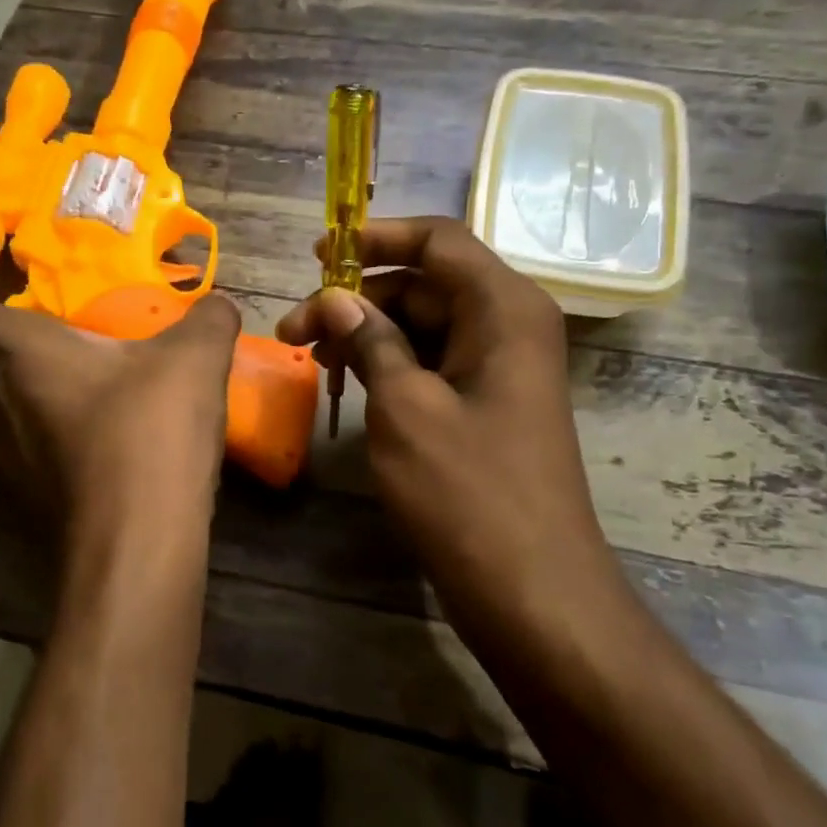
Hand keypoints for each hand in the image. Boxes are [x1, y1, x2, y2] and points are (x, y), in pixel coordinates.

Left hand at [0, 273, 240, 527]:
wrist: (137, 542)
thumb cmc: (148, 429)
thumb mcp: (195, 359)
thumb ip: (209, 319)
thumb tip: (218, 307)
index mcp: (11, 352)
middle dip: (0, 349)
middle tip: (57, 342)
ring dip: (20, 396)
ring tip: (82, 391)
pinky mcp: (21, 503)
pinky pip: (17, 455)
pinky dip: (44, 441)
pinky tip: (101, 443)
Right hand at [276, 218, 612, 609]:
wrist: (532, 589)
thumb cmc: (468, 492)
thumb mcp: (405, 408)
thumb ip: (371, 341)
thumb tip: (336, 297)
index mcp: (503, 307)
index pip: (437, 240)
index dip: (375, 237)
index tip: (318, 255)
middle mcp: (508, 324)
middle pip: (425, 283)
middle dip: (357, 299)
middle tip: (294, 330)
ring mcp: (499, 366)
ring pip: (424, 324)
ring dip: (367, 333)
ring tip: (311, 358)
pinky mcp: (487, 403)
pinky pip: (433, 362)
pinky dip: (390, 364)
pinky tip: (347, 383)